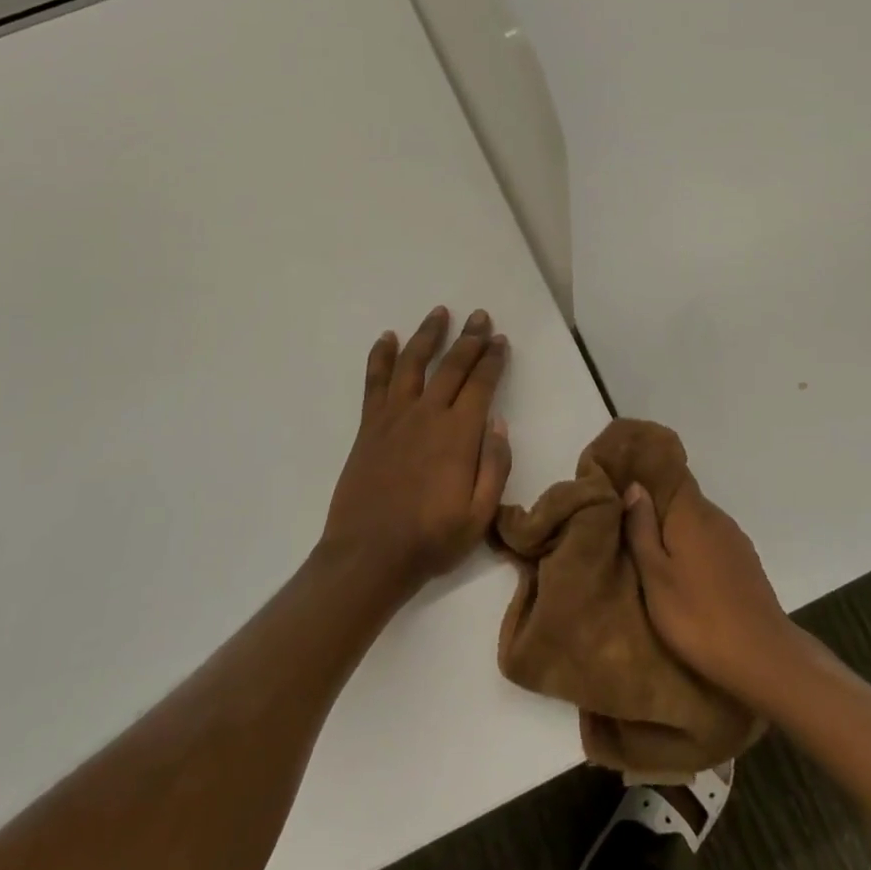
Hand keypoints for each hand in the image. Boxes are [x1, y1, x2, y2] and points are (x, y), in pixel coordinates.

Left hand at [320, 306, 512, 597]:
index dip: (493, 359)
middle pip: (452, 365)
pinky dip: (381, 356)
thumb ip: (494, 466)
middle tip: (481, 316)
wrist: (369, 556)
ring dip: (428, 335)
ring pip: (413, 363)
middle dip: (470, 338)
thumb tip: (498, 423)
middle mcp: (427, 414)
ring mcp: (394, 417)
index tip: (501, 340)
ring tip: (440, 313)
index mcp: (459, 434)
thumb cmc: (431, 539)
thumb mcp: (480, 515)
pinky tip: (387, 338)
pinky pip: (375, 381)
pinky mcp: (369, 426)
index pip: (481, 384)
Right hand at [624, 480, 799, 703]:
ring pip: (698, 523)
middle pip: (683, 500)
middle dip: (658, 508)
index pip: (670, 475)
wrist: (762, 657)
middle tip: (628, 524)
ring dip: (677, 532)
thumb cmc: (697, 616)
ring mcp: (735, 540)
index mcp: (691, 513)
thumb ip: (642, 529)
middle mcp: (716, 517)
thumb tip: (634, 486)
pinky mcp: (746, 563)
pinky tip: (684, 572)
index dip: (648, 477)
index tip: (624, 484)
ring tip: (652, 551)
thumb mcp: (655, 576)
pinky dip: (695, 548)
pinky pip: (712, 542)